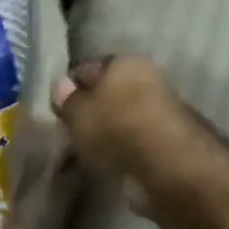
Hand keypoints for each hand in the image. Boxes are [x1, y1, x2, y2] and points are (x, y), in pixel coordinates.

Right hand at [51, 55, 206, 212]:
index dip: (71, 87)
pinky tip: (111, 163)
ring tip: (88, 152)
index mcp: (125, 62)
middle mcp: (148, 78)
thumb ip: (67, 101)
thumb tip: (62, 88)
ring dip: (109, 131)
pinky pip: (136, 140)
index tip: (58, 109)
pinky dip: (124, 149)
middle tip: (72, 131)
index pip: (88, 68)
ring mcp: (163, 110)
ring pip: (124, 117)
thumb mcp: (78, 114)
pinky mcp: (171, 141)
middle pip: (110, 93)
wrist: (168, 166)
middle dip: (92, 110)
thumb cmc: (116, 128)